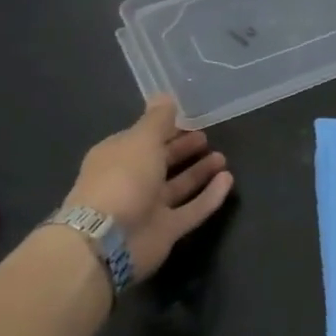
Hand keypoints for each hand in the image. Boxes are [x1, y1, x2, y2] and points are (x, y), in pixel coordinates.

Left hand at [63, 97, 232, 280]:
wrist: (107, 240)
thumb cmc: (122, 179)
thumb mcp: (141, 139)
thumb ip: (158, 119)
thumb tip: (165, 95)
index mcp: (118, 157)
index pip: (144, 139)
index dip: (166, 129)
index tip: (190, 119)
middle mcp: (131, 182)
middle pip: (161, 162)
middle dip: (183, 149)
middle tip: (207, 138)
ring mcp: (148, 209)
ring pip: (178, 187)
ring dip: (199, 172)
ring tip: (222, 158)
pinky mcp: (166, 231)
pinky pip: (192, 210)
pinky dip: (210, 196)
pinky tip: (228, 181)